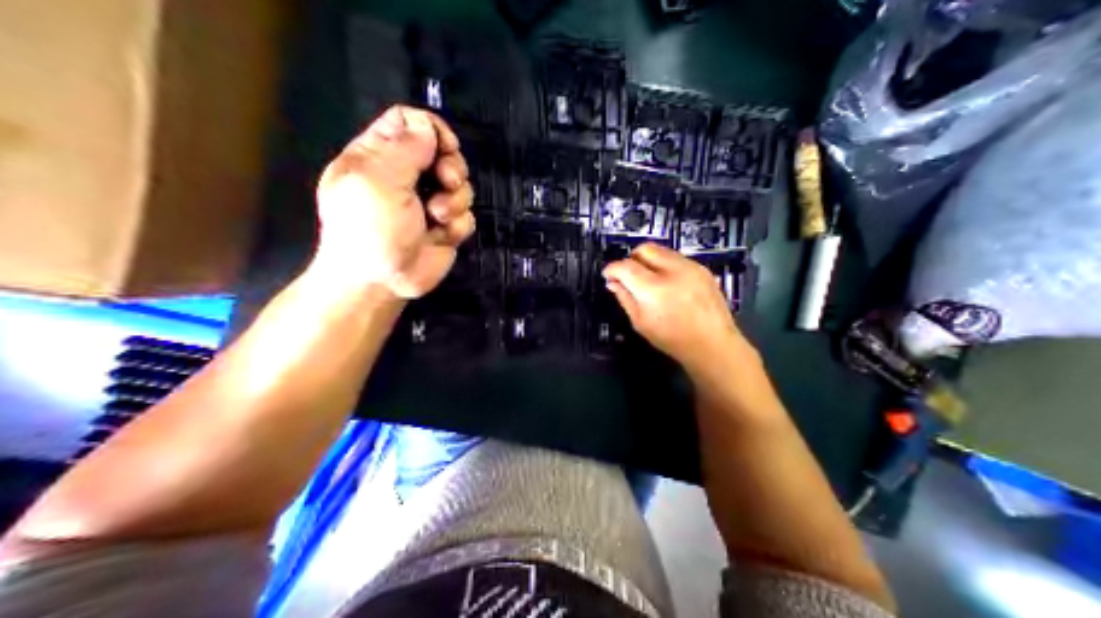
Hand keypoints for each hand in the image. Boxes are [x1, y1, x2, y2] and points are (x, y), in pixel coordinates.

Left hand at [314, 103, 476, 297]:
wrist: (378, 284)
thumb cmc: (369, 229)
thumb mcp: (378, 180)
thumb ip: (405, 147)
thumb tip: (428, 127)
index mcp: (377, 156)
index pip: (408, 122)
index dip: (431, 128)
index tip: (443, 147)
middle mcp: (404, 176)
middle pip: (442, 151)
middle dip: (451, 165)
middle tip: (447, 181)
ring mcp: (426, 203)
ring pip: (460, 184)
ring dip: (455, 199)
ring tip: (436, 216)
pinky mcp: (444, 228)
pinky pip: (465, 214)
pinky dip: (457, 224)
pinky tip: (440, 235)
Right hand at [602, 245, 757, 374]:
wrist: (712, 344)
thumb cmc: (674, 339)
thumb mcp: (641, 323)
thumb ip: (625, 298)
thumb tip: (613, 283)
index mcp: (654, 289)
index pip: (625, 266)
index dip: (613, 269)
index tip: (608, 274)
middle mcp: (673, 271)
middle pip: (644, 249)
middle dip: (632, 258)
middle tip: (629, 274)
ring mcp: (690, 267)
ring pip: (662, 250)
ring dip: (650, 261)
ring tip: (649, 280)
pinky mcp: (702, 269)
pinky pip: (677, 258)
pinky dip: (667, 266)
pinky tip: (669, 284)